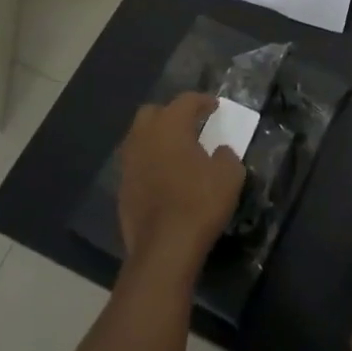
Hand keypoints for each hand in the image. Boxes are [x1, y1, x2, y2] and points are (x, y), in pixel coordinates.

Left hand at [117, 93, 244, 276]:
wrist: (164, 250)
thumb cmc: (199, 203)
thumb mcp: (229, 175)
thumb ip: (226, 155)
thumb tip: (220, 151)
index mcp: (170, 126)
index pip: (186, 100)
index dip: (202, 101)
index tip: (215, 106)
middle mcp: (143, 137)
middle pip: (153, 113)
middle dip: (171, 114)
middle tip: (190, 125)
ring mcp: (128, 164)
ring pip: (140, 138)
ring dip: (157, 139)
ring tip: (177, 151)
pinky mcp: (122, 190)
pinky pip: (136, 165)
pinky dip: (150, 164)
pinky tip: (164, 178)